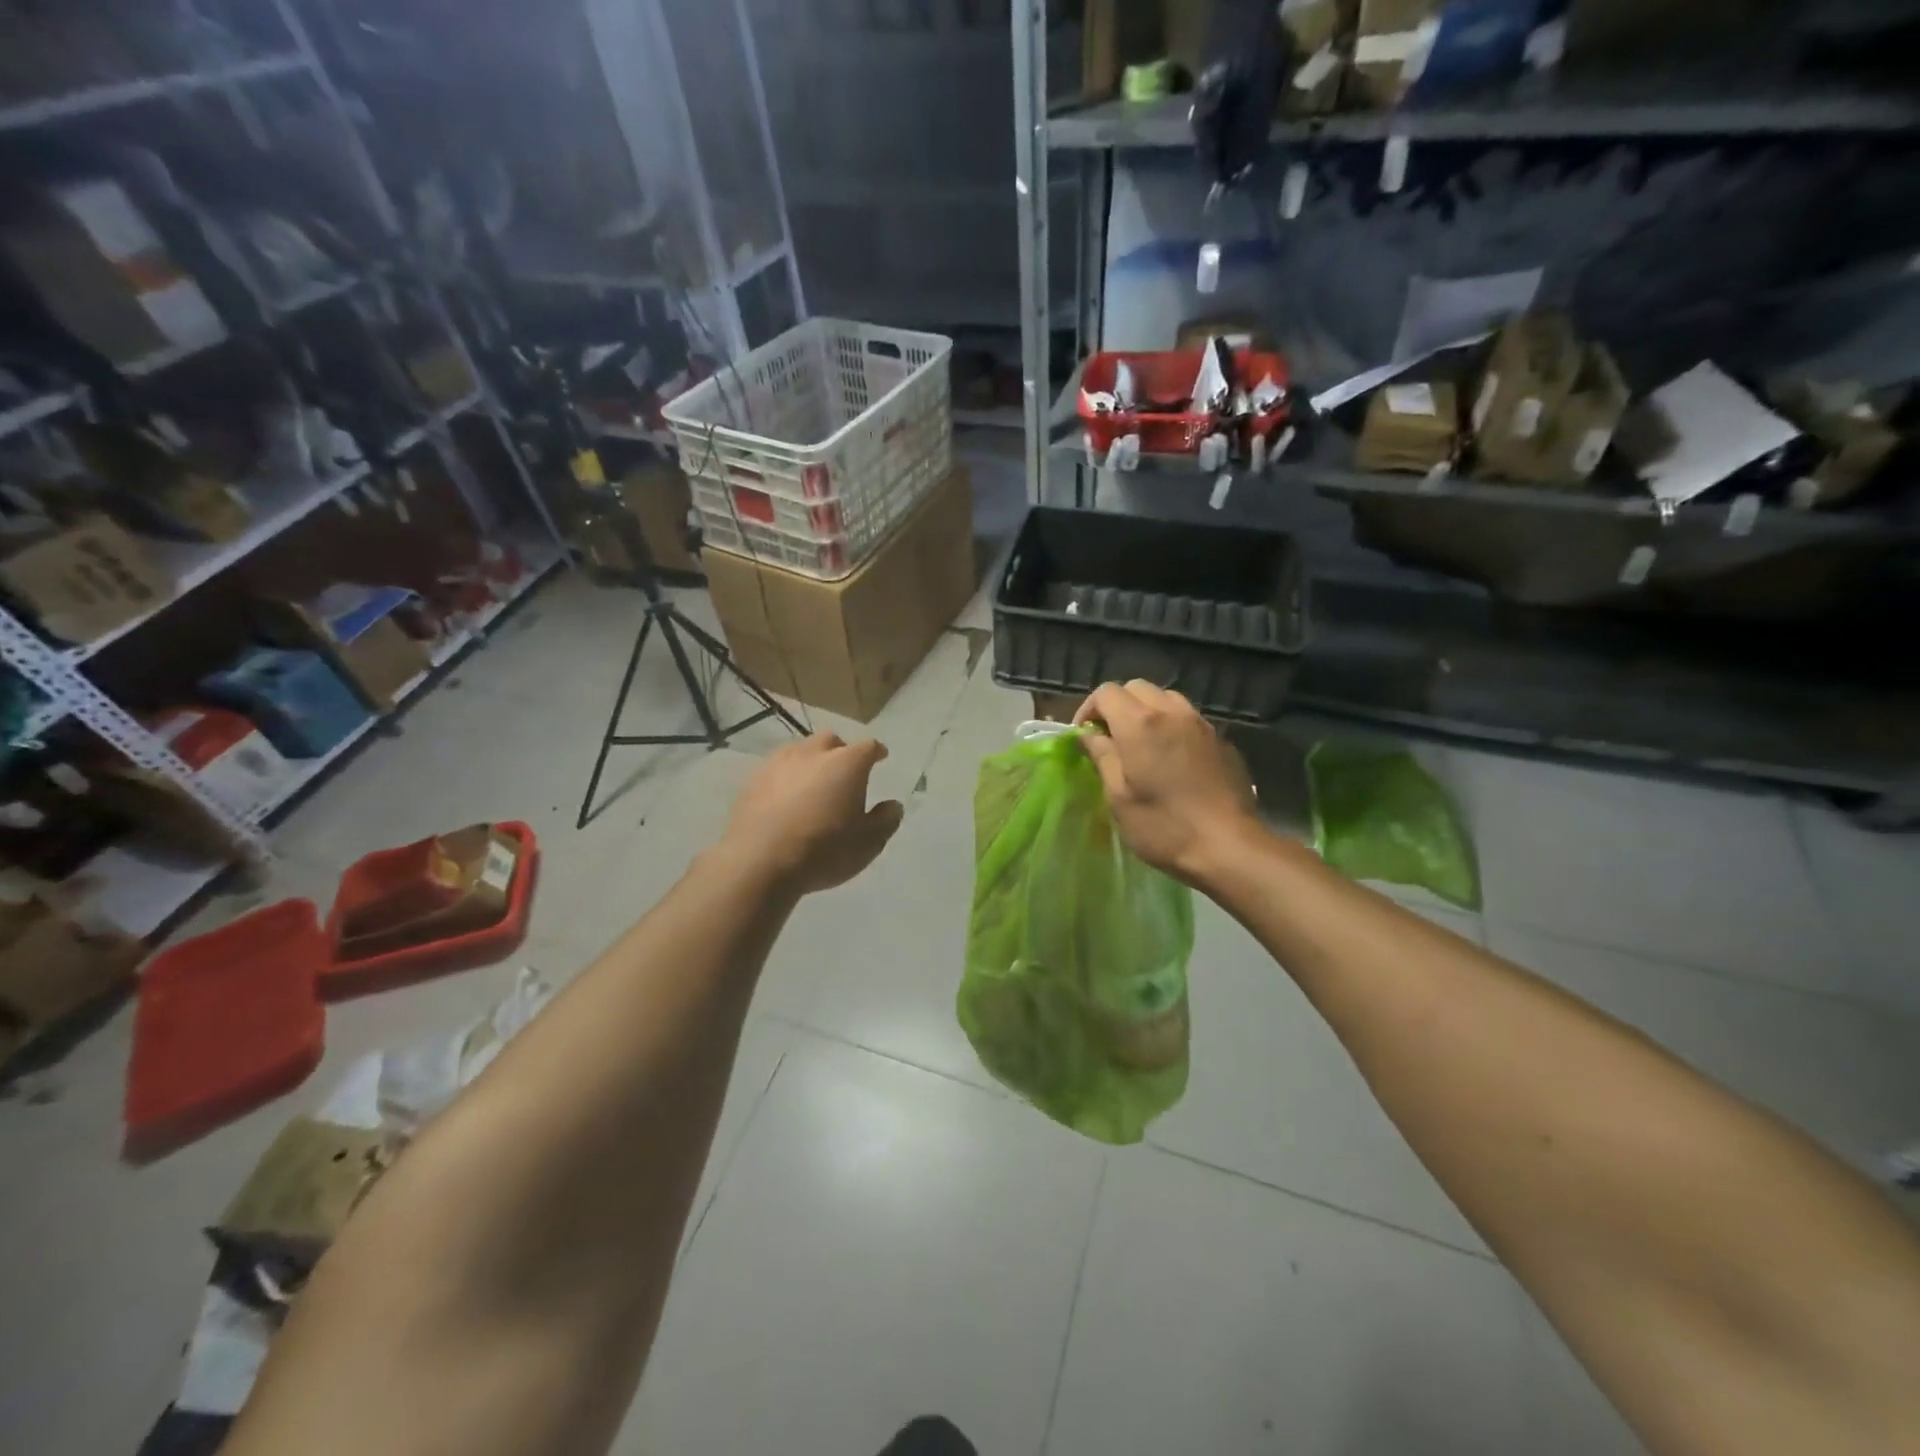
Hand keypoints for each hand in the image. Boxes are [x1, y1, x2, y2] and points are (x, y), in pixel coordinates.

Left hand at [720, 733, 904, 894]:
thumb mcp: (868, 843)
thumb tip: (892, 805)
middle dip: (840, 751)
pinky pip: (775, 770)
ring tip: (812, 783)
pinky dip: (785, 778)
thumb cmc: (824, 850)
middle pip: (830, 740)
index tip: (881, 757)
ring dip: (810, 762)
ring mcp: (778, 763)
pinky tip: (785, 798)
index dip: (876, 752)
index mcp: (847, 763)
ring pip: (799, 751)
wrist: (760, 862)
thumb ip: (886, 820)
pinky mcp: (752, 780)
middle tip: (844, 771)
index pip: (868, 747)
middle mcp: (813, 753)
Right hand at [1075, 681, 1258, 886]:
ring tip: (1142, 745)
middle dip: (1118, 706)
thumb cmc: (1163, 826)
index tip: (1085, 737)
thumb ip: (1102, 757)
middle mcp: (1172, 712)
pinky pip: (1189, 719)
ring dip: (1147, 712)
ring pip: (1166, 698)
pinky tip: (1172, 759)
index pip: (1106, 692)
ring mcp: (1201, 724)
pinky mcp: (1221, 740)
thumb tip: (1089, 736)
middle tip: (1110, 739)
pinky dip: (1172, 726)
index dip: (1089, 709)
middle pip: (1137, 687)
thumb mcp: (1119, 796)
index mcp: (1140, 724)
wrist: (1228, 846)